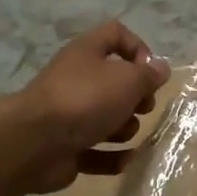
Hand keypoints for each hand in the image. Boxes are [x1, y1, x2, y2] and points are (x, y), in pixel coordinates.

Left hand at [6, 21, 170, 193]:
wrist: (35, 143)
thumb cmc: (86, 99)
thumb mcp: (127, 80)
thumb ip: (149, 75)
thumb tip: (161, 69)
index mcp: (87, 53)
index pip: (116, 34)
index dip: (138, 48)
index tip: (150, 72)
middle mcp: (77, 79)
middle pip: (115, 82)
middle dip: (136, 97)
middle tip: (143, 107)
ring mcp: (70, 115)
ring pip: (107, 119)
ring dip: (124, 129)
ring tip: (122, 133)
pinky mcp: (67, 148)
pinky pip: (97, 151)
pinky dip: (112, 157)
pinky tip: (124, 160)